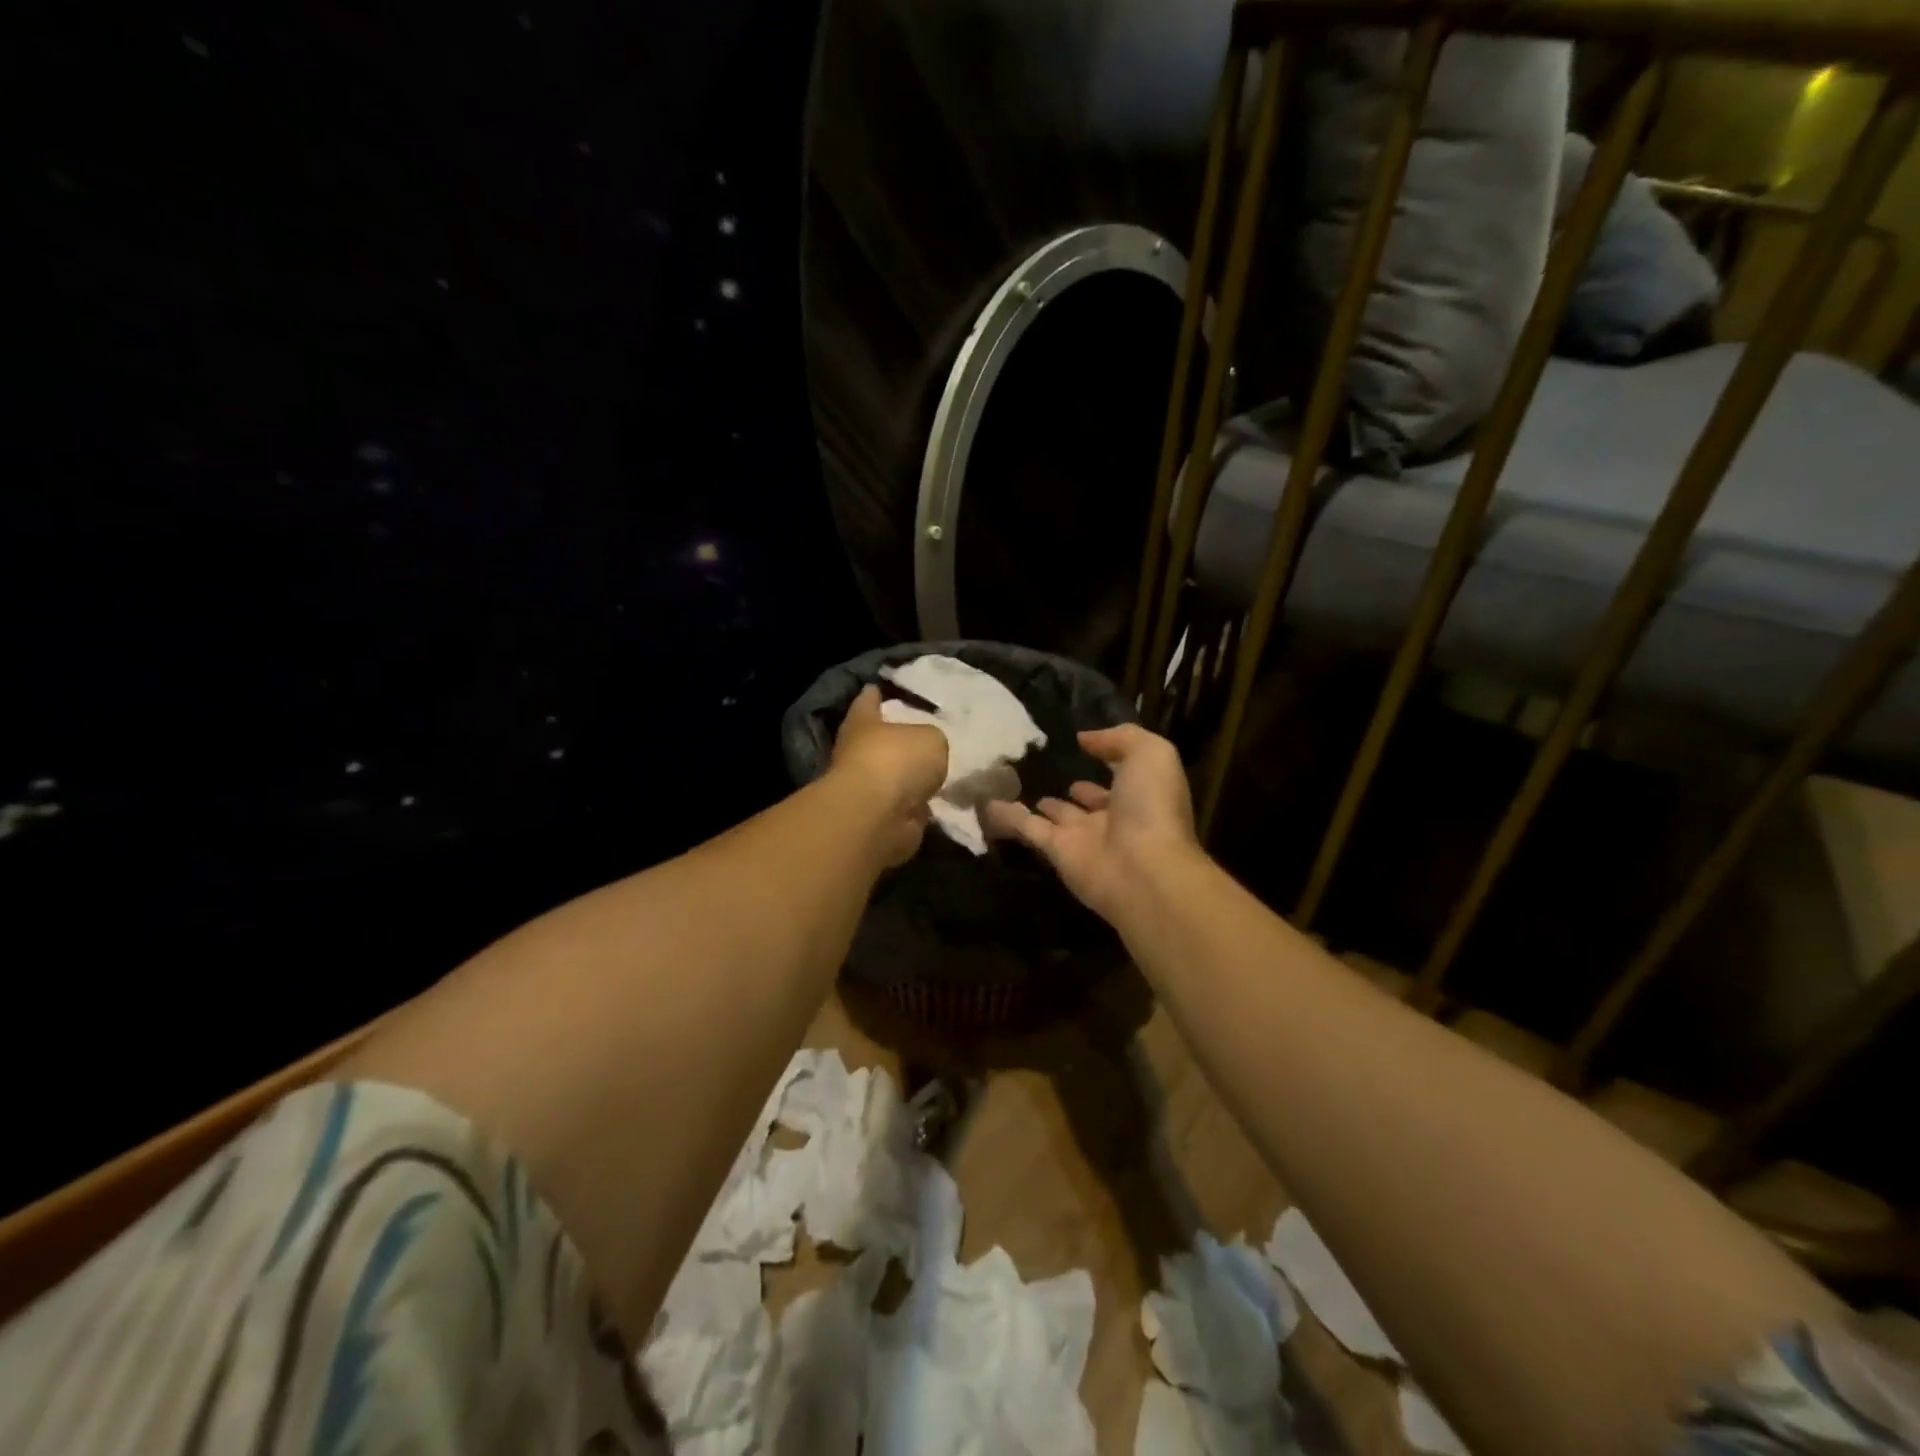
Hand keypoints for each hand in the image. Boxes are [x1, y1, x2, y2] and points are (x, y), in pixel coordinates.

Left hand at [830, 685, 948, 866]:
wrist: (878, 817)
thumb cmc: (896, 761)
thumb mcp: (931, 738)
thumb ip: (932, 740)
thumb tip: (928, 754)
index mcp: (863, 722)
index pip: (868, 700)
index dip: (874, 694)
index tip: (878, 687)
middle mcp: (859, 753)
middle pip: (879, 740)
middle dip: (897, 739)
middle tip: (926, 734)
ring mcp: (867, 789)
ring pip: (893, 776)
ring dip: (909, 777)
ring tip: (940, 770)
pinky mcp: (880, 819)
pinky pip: (905, 807)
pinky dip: (917, 806)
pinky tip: (940, 801)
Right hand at [981, 723, 1198, 921]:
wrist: (1143, 868)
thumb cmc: (1153, 807)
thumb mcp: (1151, 755)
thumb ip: (1120, 738)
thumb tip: (1084, 739)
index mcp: (1140, 796)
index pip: (1121, 778)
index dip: (1107, 762)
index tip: (1082, 747)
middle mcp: (1112, 818)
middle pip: (1089, 802)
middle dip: (1075, 790)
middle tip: (1045, 770)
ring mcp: (1083, 838)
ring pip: (1054, 817)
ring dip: (1040, 805)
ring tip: (1014, 786)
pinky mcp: (1056, 852)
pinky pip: (1027, 829)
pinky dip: (1007, 817)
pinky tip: (986, 803)